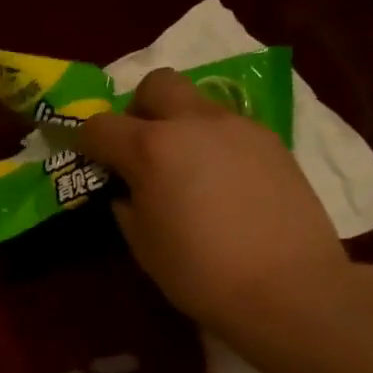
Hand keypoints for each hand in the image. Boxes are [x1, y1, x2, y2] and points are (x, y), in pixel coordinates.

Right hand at [77, 69, 355, 350]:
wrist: (288, 288)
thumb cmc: (200, 273)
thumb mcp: (143, 245)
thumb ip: (128, 206)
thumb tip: (130, 191)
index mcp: (151, 148)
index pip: (100, 126)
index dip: (84, 140)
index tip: (86, 157)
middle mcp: (194, 123)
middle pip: (156, 84)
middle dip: (138, 109)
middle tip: (141, 149)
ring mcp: (239, 127)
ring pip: (198, 103)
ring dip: (180, 125)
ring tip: (187, 171)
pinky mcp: (273, 141)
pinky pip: (230, 128)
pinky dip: (214, 144)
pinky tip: (223, 184)